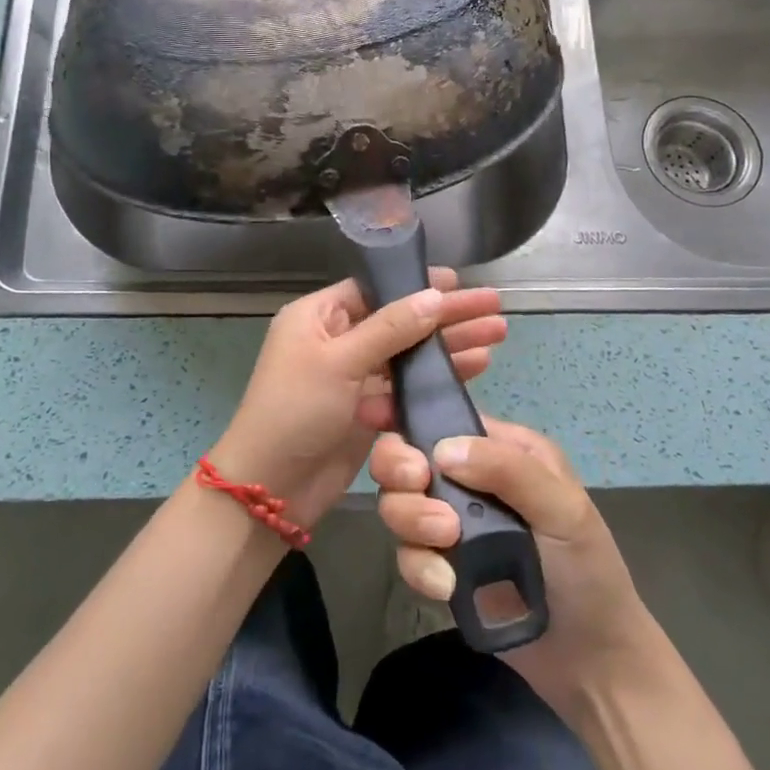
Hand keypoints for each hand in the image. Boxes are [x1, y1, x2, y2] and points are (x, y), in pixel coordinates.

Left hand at [208, 271, 505, 531]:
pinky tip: (476, 367)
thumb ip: (390, 328)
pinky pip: (408, 385)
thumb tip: (435, 295)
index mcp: (318, 316)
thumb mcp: (339, 361)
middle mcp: (337, 339)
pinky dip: (437, 377)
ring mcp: (354, 376)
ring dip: (450, 345)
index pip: (376, 289)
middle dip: (446, 315)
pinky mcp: (368, 409)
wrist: (271, 487)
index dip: (418, 284)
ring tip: (498, 335)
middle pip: (400, 319)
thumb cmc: (296, 410)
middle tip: (494, 308)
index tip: (460, 282)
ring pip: (409, 353)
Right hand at [371, 419, 662, 718]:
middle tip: (417, 488)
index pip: (445, 418)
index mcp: (503, 449)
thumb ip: (508, 470)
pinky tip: (447, 587)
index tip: (374, 417)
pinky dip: (419, 568)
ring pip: (399, 504)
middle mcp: (471, 479)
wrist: (591, 662)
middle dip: (401, 472)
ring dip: (411, 520)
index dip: (406, 416)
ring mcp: (454, 524)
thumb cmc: (588, 571)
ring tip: (446, 544)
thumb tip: (441, 449)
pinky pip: (407, 555)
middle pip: (407, 458)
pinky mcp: (442, 567)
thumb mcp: (564, 510)